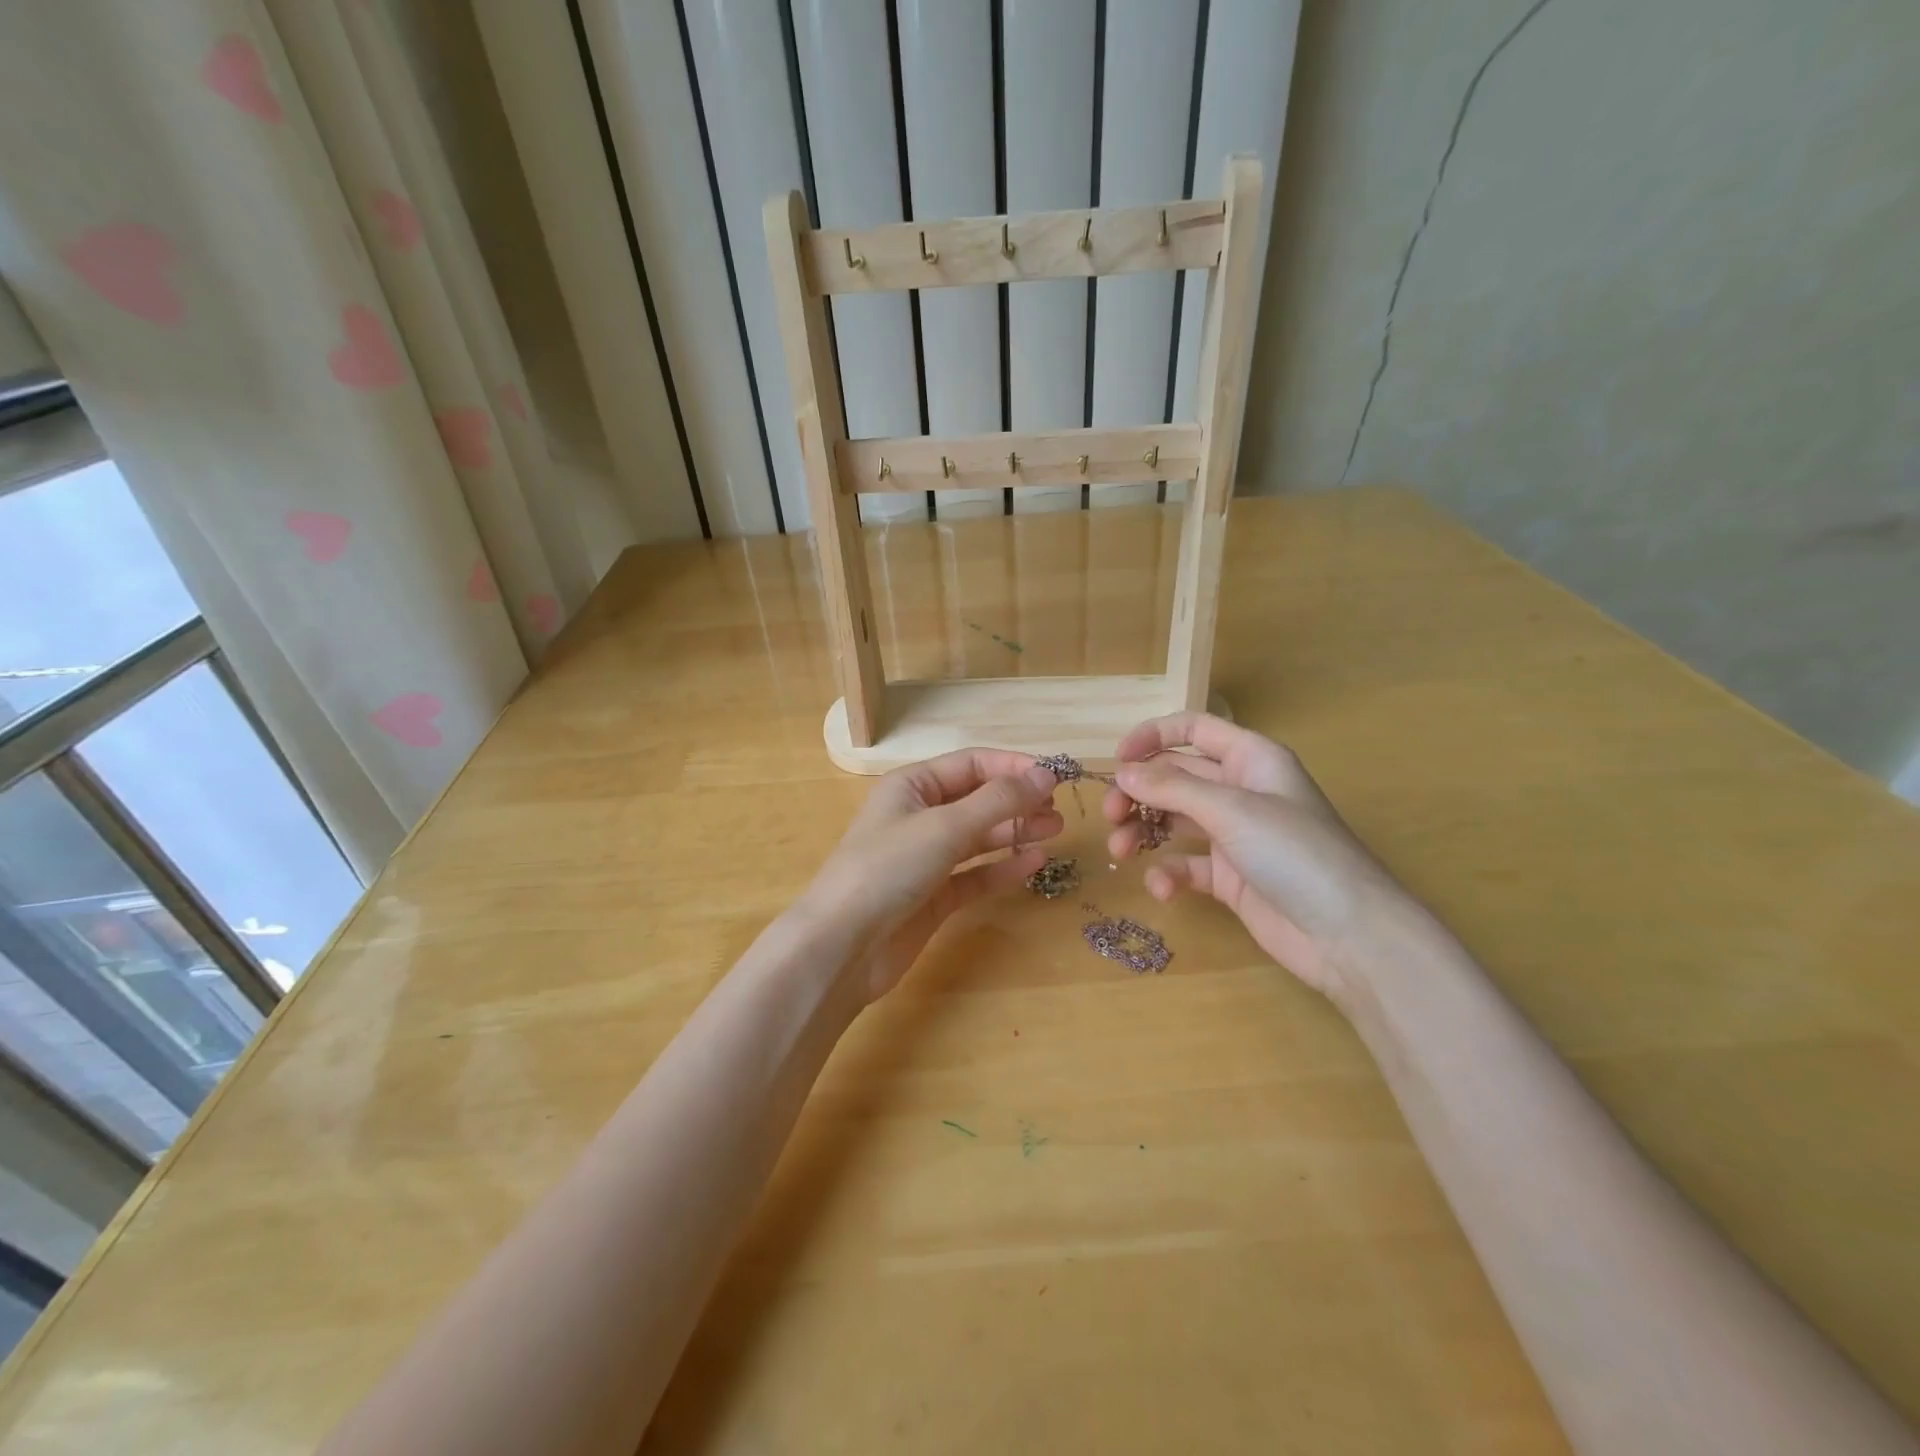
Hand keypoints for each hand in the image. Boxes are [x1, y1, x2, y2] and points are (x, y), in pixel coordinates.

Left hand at [801, 750, 1061, 1001]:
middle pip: (978, 800)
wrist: (843, 946)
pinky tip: (1034, 863)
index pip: (970, 764)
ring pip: (979, 837)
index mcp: (912, 786)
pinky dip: (1003, 868)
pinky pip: (976, 874)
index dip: (1012, 768)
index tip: (1054, 777)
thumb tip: (1046, 774)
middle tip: (1059, 811)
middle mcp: (919, 816)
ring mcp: (926, 858)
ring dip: (1015, 831)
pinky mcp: (934, 895)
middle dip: (1018, 801)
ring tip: (1056, 831)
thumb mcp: (944, 826)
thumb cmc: (888, 868)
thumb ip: (999, 800)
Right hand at [1102, 713, 1428, 999]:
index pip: (1194, 729)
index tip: (1117, 761)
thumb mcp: (1232, 810)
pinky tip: (1162, 887)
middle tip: (1111, 815)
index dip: (1153, 737)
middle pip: (1176, 776)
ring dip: (1143, 831)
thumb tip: (1123, 772)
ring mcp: (1235, 836)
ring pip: (1174, 820)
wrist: (1348, 935)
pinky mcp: (1230, 877)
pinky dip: (1169, 873)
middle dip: (1139, 792)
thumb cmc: (1295, 853)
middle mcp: (1241, 791)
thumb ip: (1172, 788)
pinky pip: (1187, 865)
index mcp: (1251, 759)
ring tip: (1121, 852)